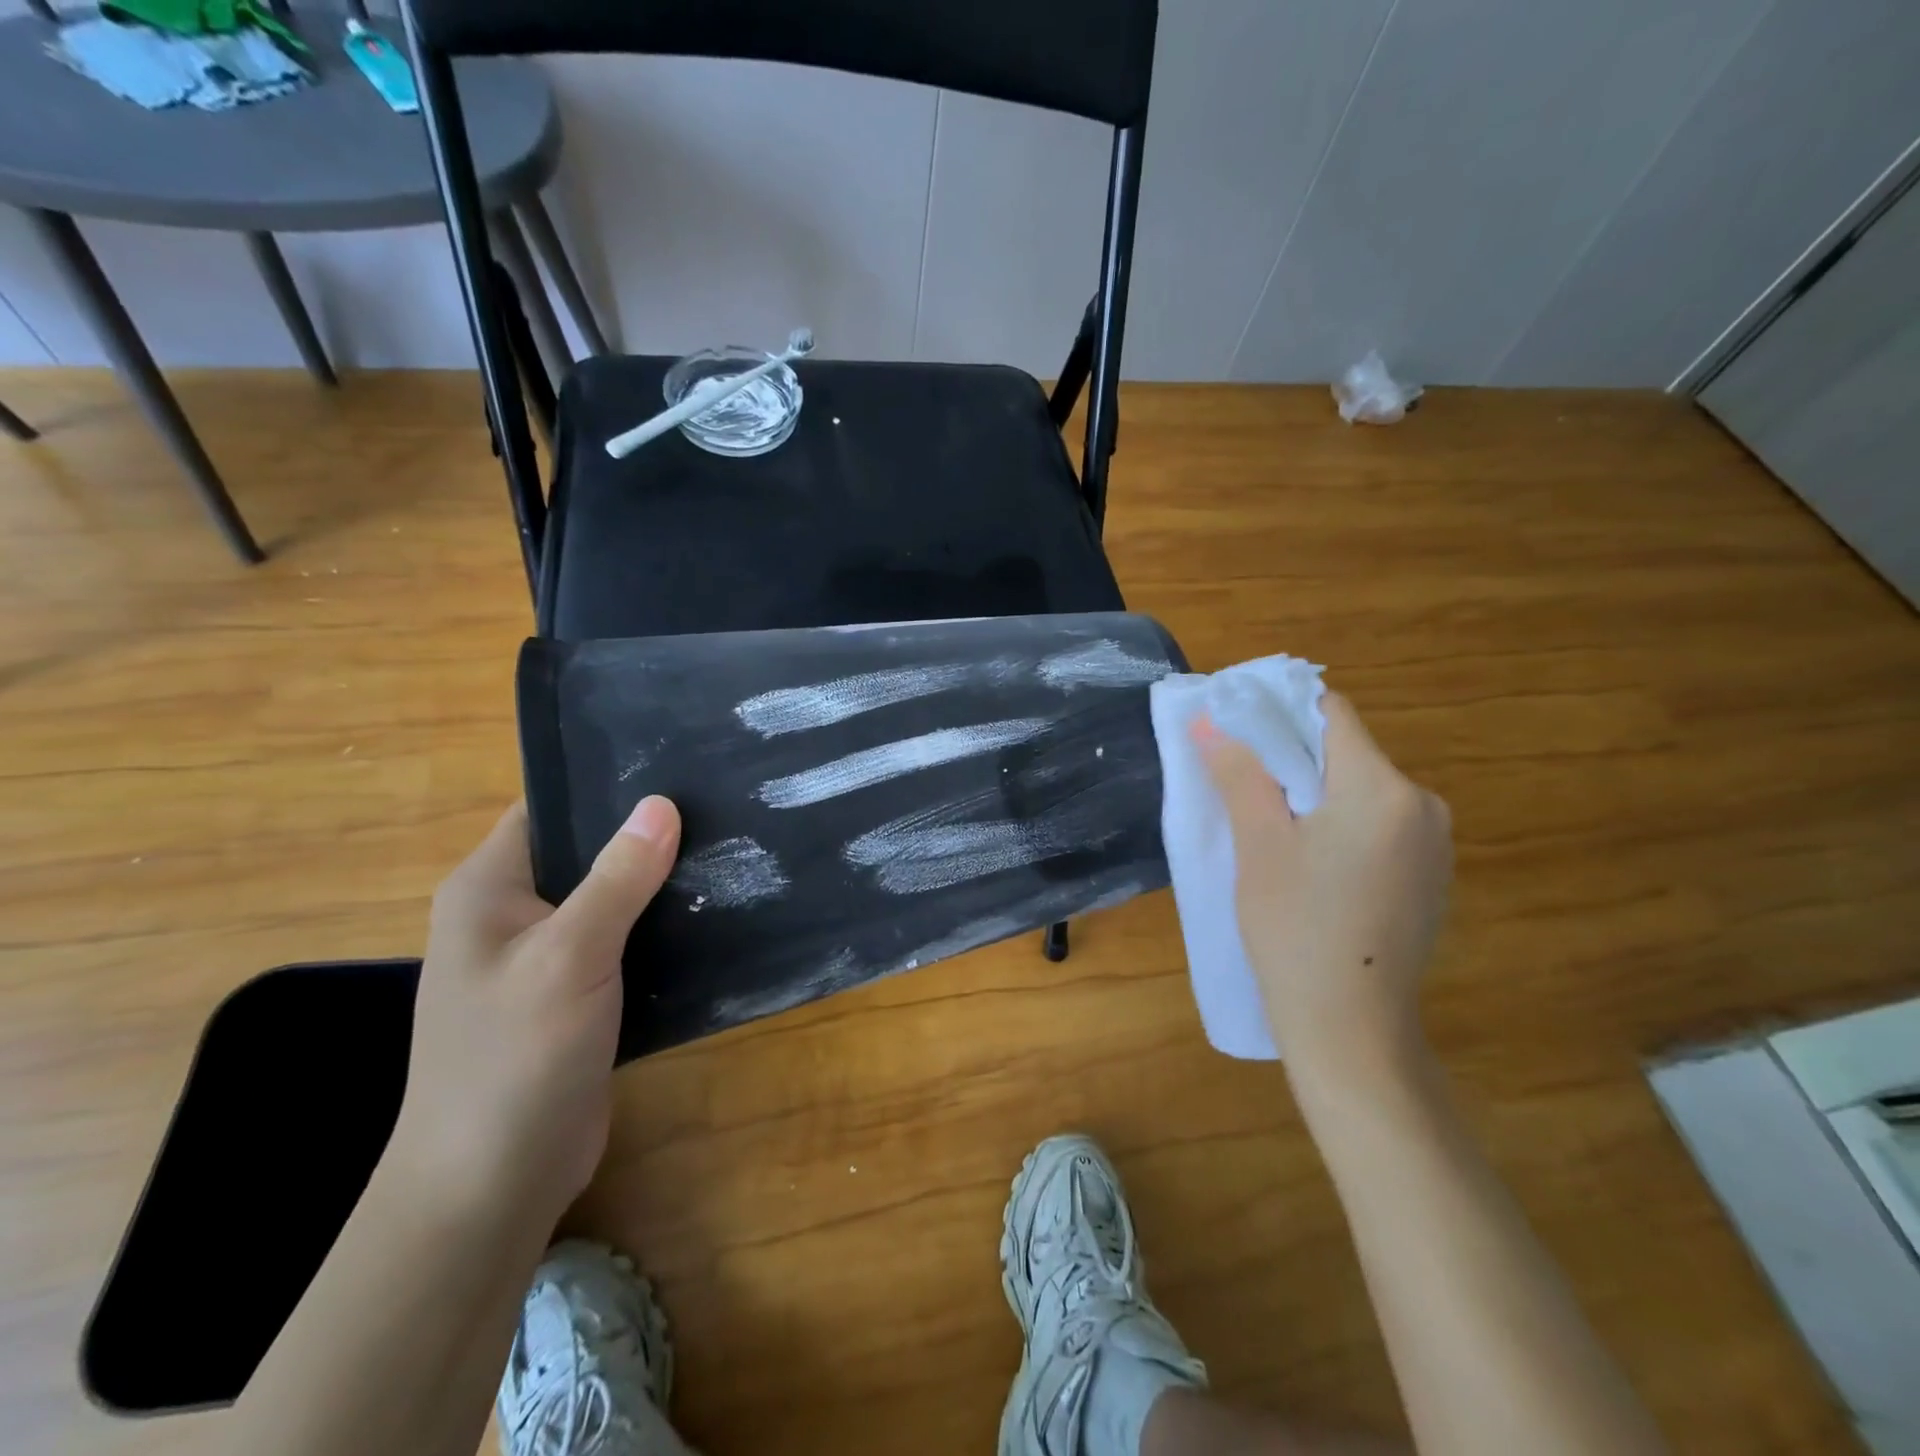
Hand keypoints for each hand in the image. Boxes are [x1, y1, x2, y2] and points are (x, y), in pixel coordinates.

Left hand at [388, 797, 680, 1226]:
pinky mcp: (576, 995)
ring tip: (728, 849)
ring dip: (659, 882)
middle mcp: (512, 915)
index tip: (677, 767)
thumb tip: (661, 803)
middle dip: (647, 834)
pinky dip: (661, 927)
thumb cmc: (514, 1058)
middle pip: (587, 851)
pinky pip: (624, 941)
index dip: (607, 785)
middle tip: (719, 806)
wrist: (492, 1185)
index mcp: (489, 889)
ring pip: (611, 898)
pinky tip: (712, 913)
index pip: (550, 809)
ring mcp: (544, 958)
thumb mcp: (569, 956)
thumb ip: (617, 879)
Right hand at [1196, 693, 1451, 1081]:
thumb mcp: (1258, 845)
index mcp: (1385, 789)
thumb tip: (1208, 721)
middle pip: (1346, 752)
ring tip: (1268, 828)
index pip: (1331, 714)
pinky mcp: (1430, 877)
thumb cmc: (1295, 930)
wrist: (1351, 1030)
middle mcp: (1424, 805)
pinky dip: (1339, 825)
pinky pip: (1377, 825)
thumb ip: (1239, 774)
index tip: (1235, 730)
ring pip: (1360, 790)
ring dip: (1313, 794)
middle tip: (1240, 785)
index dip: (1278, 712)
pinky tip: (1309, 865)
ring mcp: (1435, 845)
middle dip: (1290, 759)